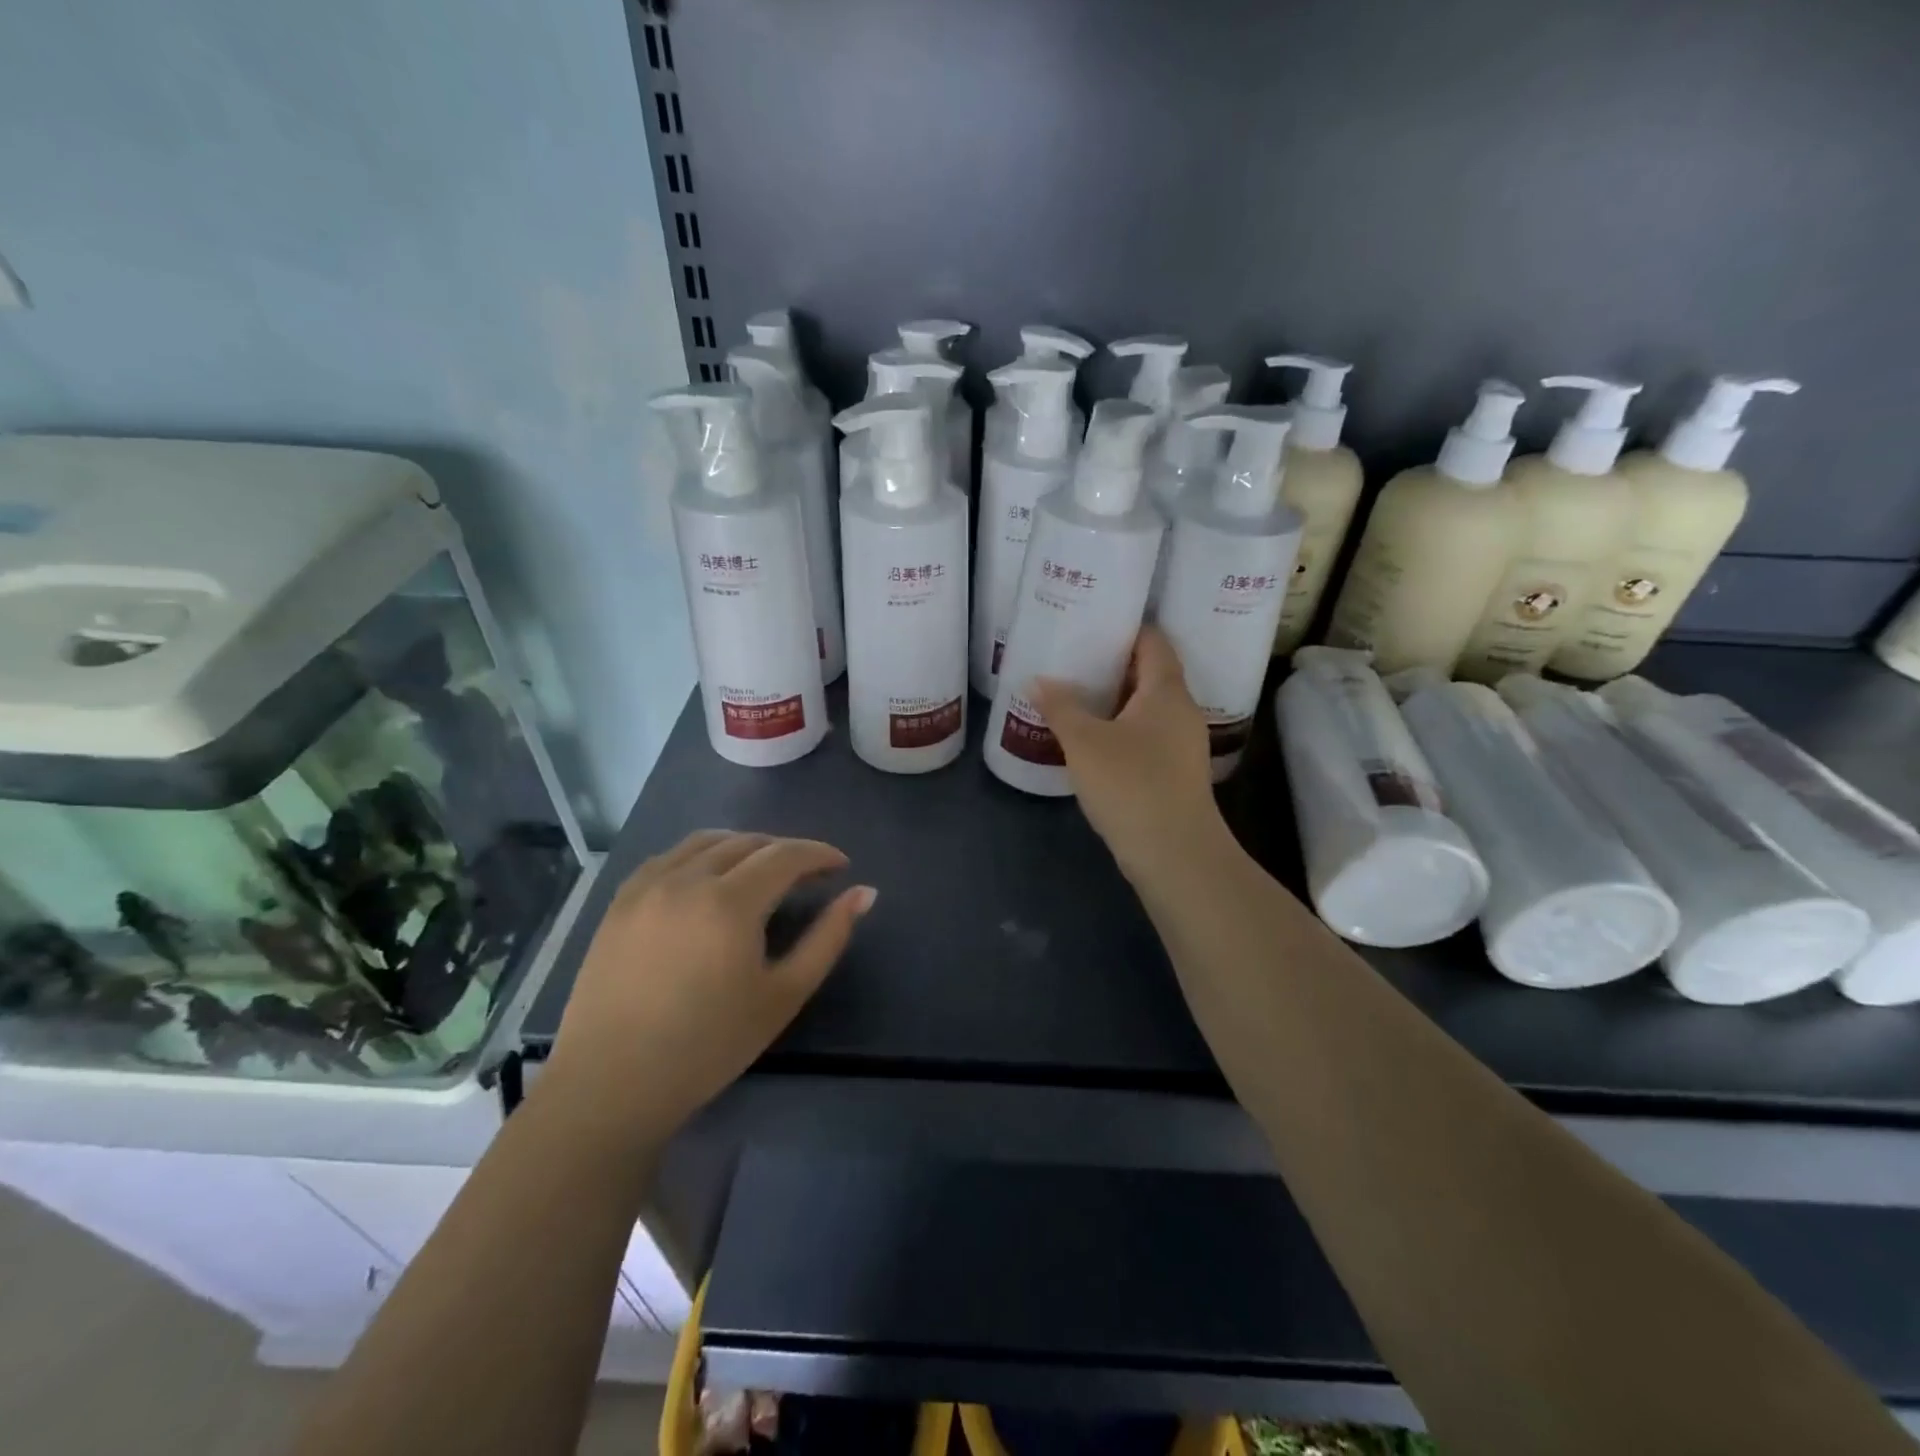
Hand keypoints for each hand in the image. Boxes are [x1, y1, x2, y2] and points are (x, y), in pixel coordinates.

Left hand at [546, 831, 874, 1137]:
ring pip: (708, 841)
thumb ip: (829, 938)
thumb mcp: (783, 995)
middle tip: (809, 874)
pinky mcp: (621, 900)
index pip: (786, 855)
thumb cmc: (709, 1045)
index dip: (819, 854)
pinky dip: (702, 854)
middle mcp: (687, 879)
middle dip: (787, 850)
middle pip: (749, 842)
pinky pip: (670, 856)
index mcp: (730, 902)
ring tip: (763, 870)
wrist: (612, 1084)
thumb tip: (865, 893)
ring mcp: (648, 885)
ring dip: (745, 846)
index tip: (840, 866)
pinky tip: (711, 878)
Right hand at [1033, 627, 1227, 882]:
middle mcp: (1181, 710)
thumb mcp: (1085, 742)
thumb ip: (1060, 706)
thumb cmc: (1131, 784)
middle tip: (1071, 657)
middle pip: (1148, 672)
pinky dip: (1118, 728)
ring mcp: (1180, 744)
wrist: (1174, 853)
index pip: (1152, 640)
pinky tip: (1089, 738)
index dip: (1124, 627)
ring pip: (1145, 707)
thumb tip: (1038, 679)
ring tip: (1073, 694)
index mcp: (1167, 690)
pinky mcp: (1172, 772)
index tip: (1090, 622)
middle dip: (1111, 664)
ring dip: (1112, 700)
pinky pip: (1144, 735)